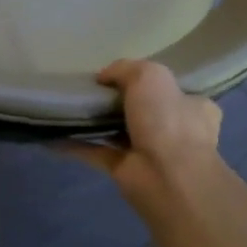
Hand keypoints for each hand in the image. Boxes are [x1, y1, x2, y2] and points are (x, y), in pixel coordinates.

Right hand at [63, 60, 221, 199]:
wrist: (167, 177)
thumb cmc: (167, 120)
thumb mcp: (149, 76)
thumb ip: (124, 69)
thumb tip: (103, 77)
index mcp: (192, 106)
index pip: (170, 90)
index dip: (146, 81)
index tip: (118, 76)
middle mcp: (175, 129)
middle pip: (142, 110)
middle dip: (119, 102)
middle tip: (90, 90)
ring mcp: (150, 152)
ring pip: (118, 132)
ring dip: (96, 123)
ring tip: (67, 107)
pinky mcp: (125, 170)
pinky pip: (97, 153)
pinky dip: (76, 145)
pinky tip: (54, 135)